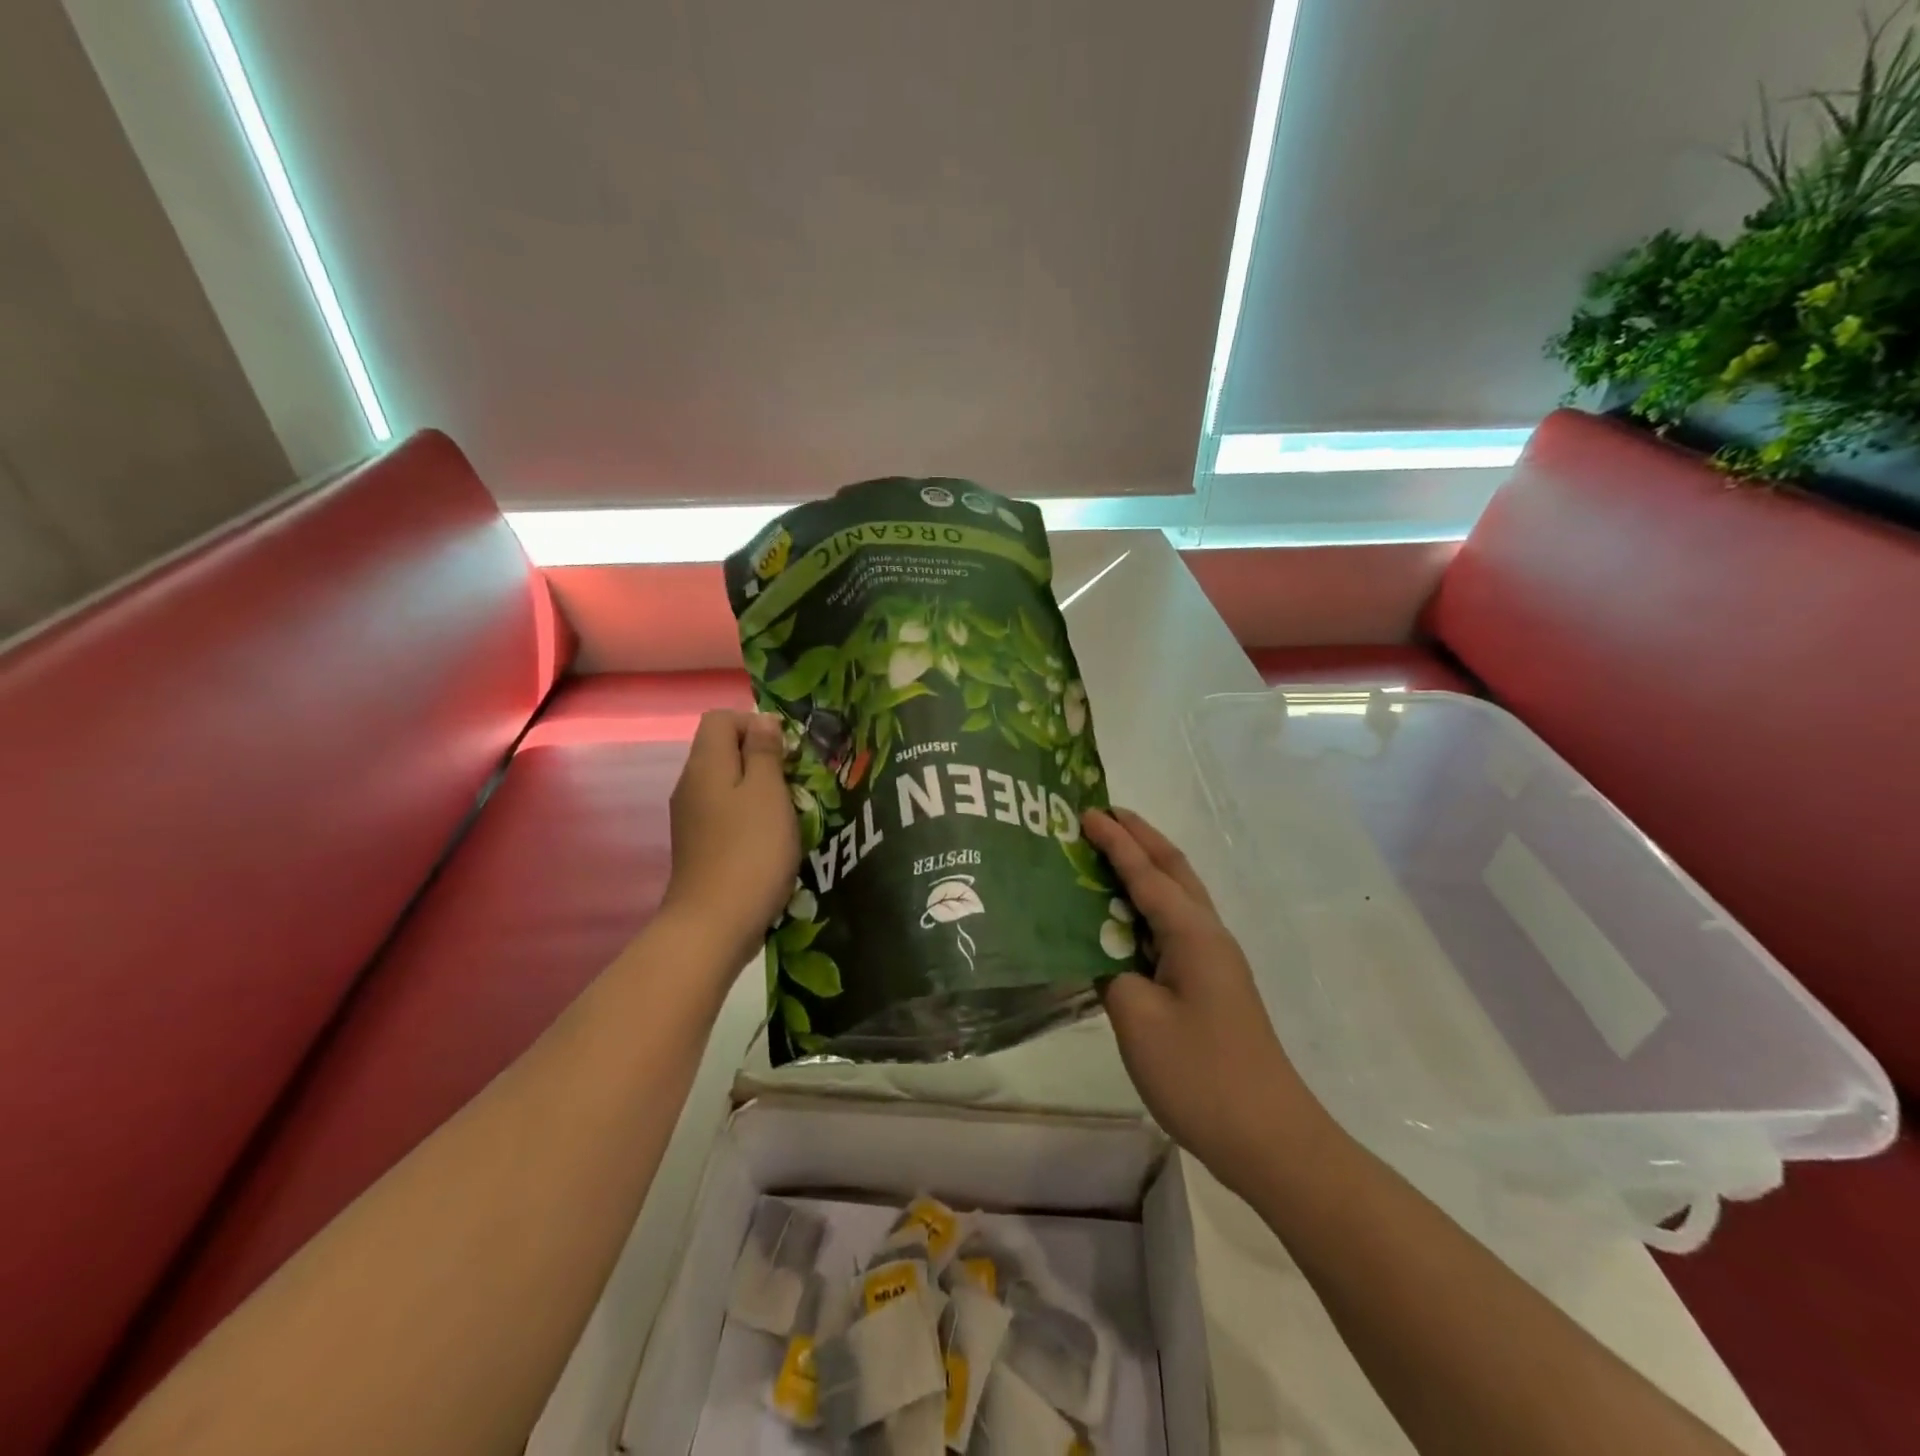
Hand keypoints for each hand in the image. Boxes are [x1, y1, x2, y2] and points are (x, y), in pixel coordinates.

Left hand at [662, 711, 799, 966]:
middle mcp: (691, 785)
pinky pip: (725, 813)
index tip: (786, 751)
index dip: (755, 724)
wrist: (714, 924)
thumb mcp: (768, 792)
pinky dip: (749, 816)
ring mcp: (692, 818)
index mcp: (706, 765)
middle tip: (794, 782)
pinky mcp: (700, 846)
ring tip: (788, 811)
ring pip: (727, 784)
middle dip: (762, 757)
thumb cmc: (750, 850)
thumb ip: (765, 752)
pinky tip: (771, 839)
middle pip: (723, 750)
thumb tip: (763, 721)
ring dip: (759, 789)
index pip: (721, 719)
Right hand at [1085, 808, 1329, 1190]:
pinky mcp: (1211, 985)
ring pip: (1178, 897)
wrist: (1269, 1137)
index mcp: (1192, 934)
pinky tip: (1125, 919)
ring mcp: (1214, 962)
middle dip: (1141, 838)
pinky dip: (1149, 906)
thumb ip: (1111, 972)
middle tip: (1105, 814)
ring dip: (1147, 867)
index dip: (1115, 841)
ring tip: (1110, 852)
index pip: (1146, 873)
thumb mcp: (1138, 1019)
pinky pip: (1174, 927)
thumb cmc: (1200, 1074)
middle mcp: (1208, 936)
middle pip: (1174, 870)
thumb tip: (1101, 950)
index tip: (1086, 812)